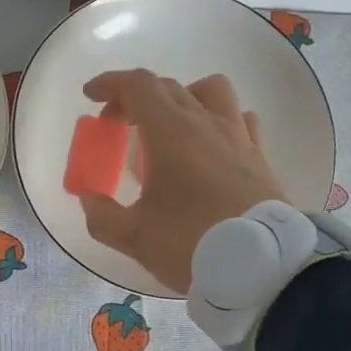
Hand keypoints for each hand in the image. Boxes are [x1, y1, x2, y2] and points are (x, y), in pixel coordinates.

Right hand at [75, 70, 287, 292]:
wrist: (261, 266)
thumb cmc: (191, 243)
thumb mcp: (134, 237)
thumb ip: (102, 216)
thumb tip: (89, 200)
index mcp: (170, 132)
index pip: (138, 86)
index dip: (111, 84)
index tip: (92, 97)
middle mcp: (206, 123)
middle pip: (168, 87)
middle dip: (135, 97)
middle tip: (118, 124)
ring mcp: (238, 136)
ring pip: (211, 91)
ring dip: (184, 97)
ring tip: (170, 125)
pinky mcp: (260, 156)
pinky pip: (240, 119)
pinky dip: (219, 120)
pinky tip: (211, 144)